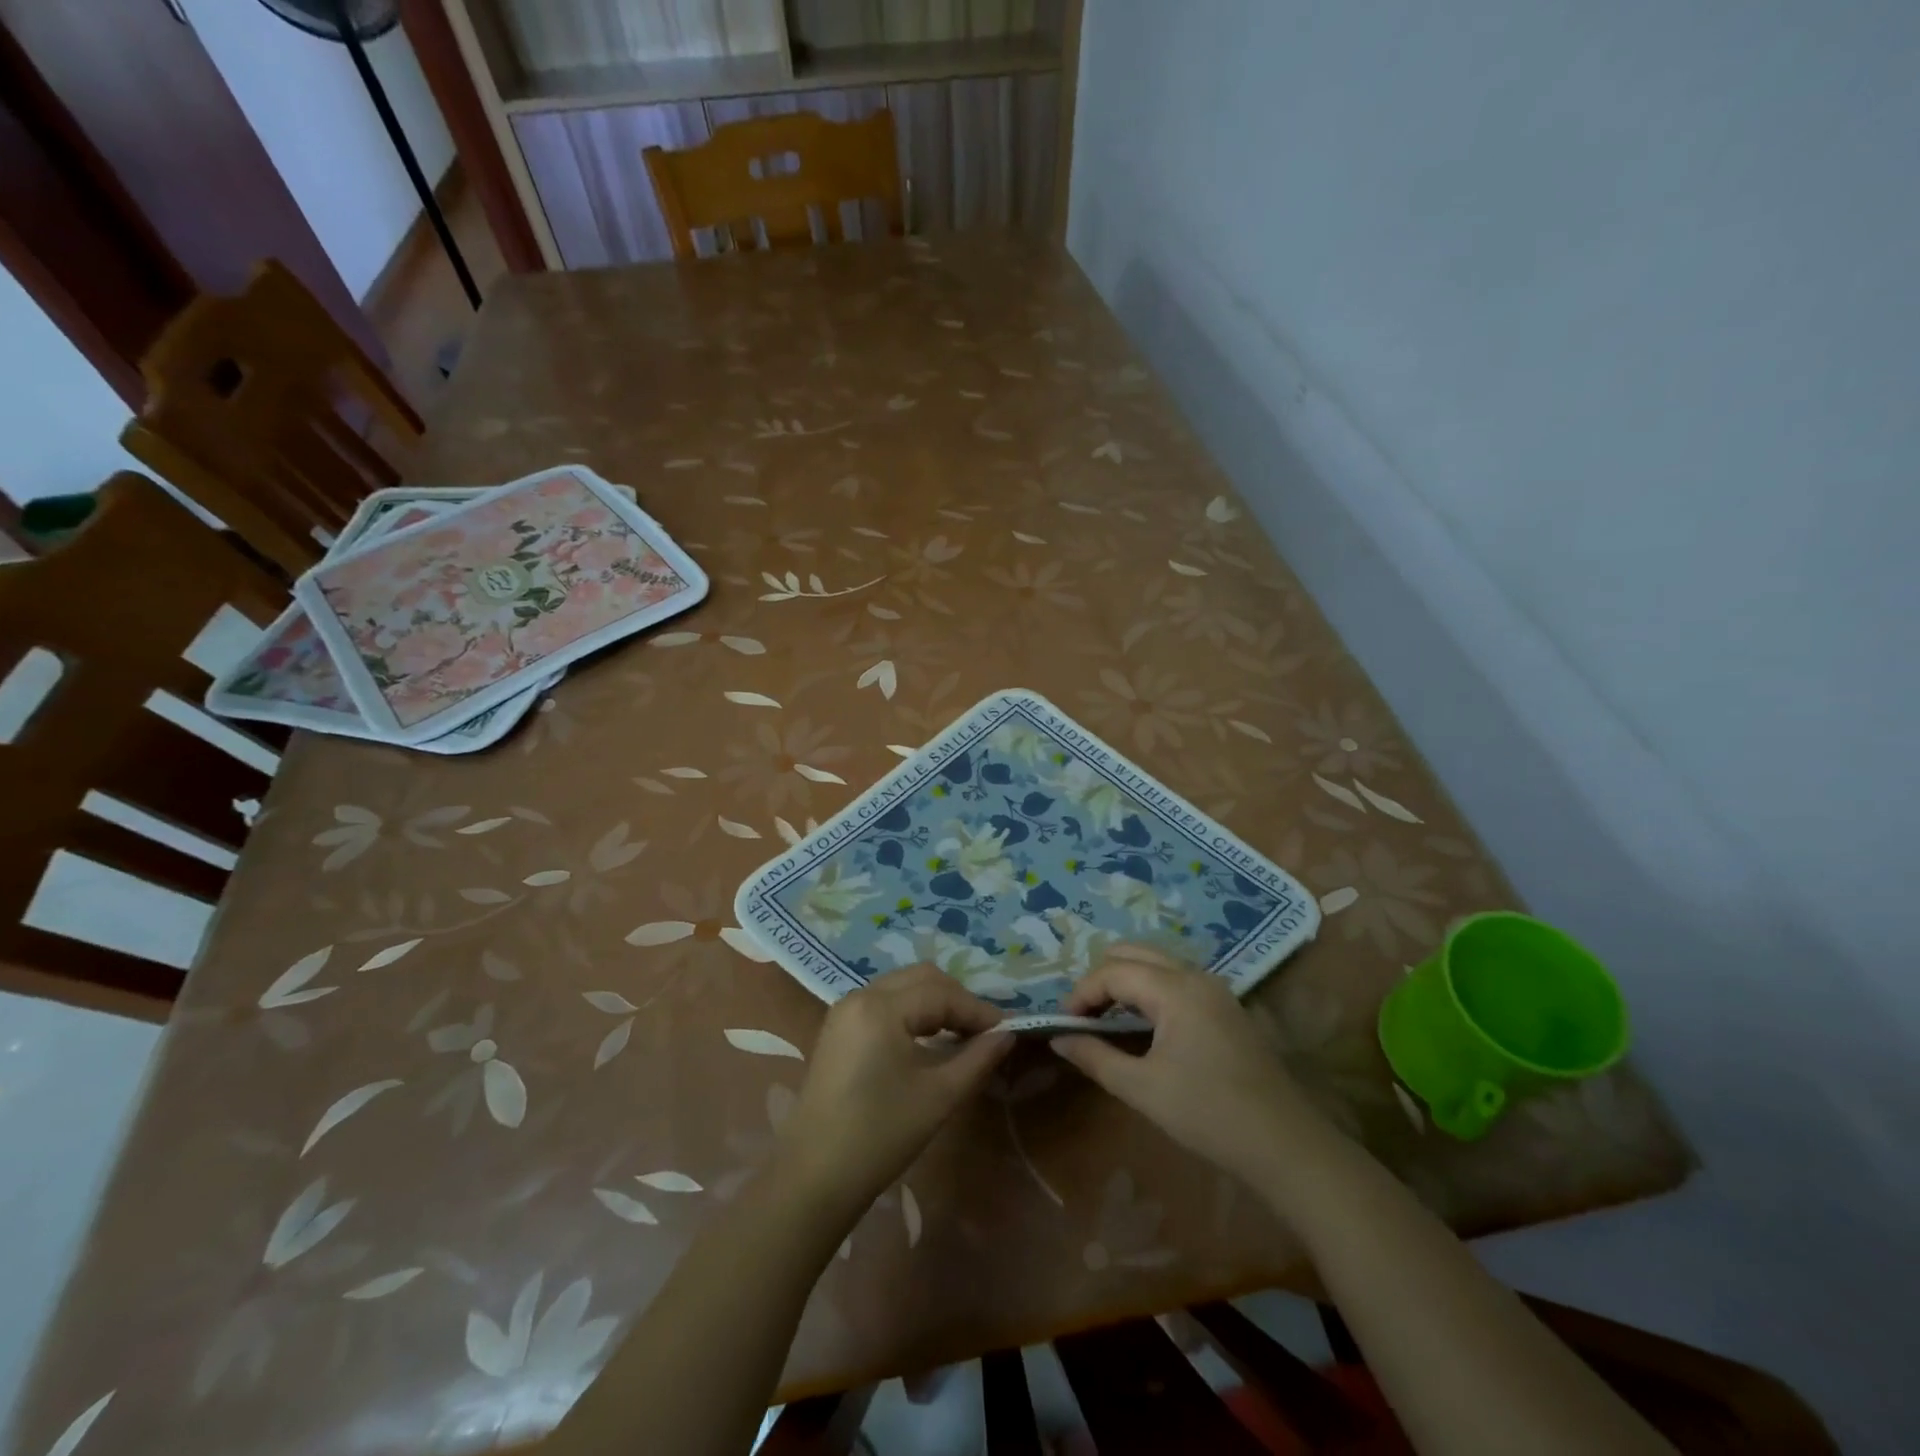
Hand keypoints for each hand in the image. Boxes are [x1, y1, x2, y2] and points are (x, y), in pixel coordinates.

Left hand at [775, 966, 1012, 1217]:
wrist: (813, 1177)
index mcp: (881, 1007)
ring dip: (934, 1002)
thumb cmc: (880, 1135)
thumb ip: (977, 1059)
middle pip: (921, 978)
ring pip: (902, 986)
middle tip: (983, 1031)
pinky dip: (912, 1011)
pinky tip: (928, 1039)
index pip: (941, 993)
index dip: (977, 1010)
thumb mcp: (938, 1096)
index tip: (1006, 1030)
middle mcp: (860, 996)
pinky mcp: (838, 1029)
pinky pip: (884, 1002)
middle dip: (956, 998)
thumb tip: (1007, 1035)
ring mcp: (844, 1010)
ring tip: (961, 1035)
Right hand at [1051, 945, 1319, 1182]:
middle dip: (1102, 979)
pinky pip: (1176, 979)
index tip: (1063, 1023)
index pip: (1113, 971)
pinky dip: (1149, 990)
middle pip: (1134, 953)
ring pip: (1156, 963)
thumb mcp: (1142, 1088)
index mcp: (1174, 988)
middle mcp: (1195, 975)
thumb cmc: (1207, 1114)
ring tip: (1107, 1020)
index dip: (1081, 993)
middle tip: (1085, 1017)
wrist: (1285, 1145)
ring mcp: (1215, 988)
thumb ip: (1095, 1056)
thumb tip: (1059, 1038)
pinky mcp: (1226, 1006)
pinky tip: (1143, 1025)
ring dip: (1126, 982)